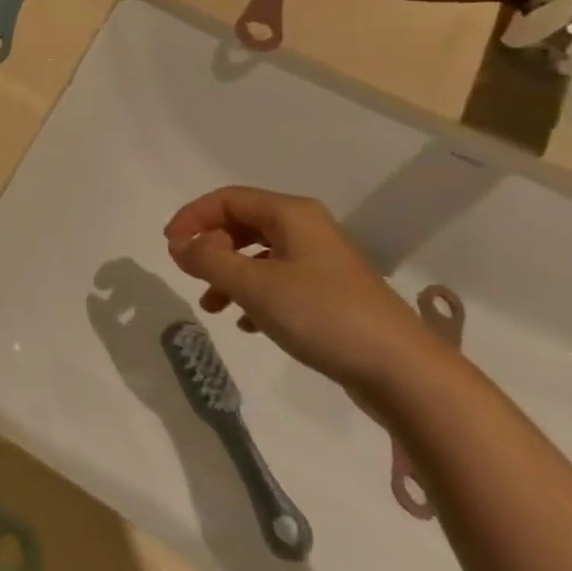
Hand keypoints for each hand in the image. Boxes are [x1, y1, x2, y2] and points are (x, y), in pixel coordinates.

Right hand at [164, 186, 440, 398]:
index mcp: (291, 214)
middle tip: (189, 274)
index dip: (192, 217)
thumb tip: (179, 244)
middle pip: (243, 224)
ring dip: (229, 274)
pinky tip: (247, 325)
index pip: (228, 199)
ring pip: (259, 255)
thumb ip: (209, 260)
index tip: (169, 247)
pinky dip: (254, 295)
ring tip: (212, 307)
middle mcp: (307, 229)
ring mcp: (322, 262)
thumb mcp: (254, 286)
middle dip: (211, 246)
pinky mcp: (331, 294)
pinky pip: (278, 281)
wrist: (403, 371)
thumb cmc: (322, 315)